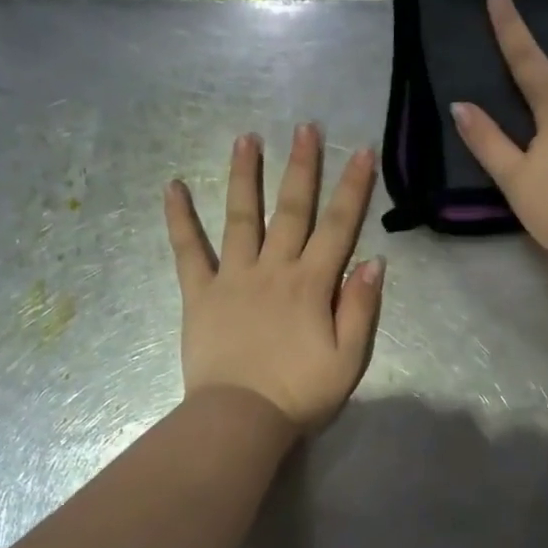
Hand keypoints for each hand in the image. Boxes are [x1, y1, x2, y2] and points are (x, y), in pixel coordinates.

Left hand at [164, 125, 383, 432]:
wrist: (240, 419)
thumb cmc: (300, 393)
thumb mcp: (349, 358)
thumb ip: (361, 308)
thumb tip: (374, 262)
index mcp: (312, 284)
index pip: (339, 226)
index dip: (353, 188)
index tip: (362, 151)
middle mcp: (274, 269)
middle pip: (291, 209)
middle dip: (302, 166)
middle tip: (305, 127)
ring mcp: (233, 277)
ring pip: (241, 217)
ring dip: (245, 176)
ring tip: (246, 138)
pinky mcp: (200, 293)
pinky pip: (187, 250)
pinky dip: (179, 218)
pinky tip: (172, 187)